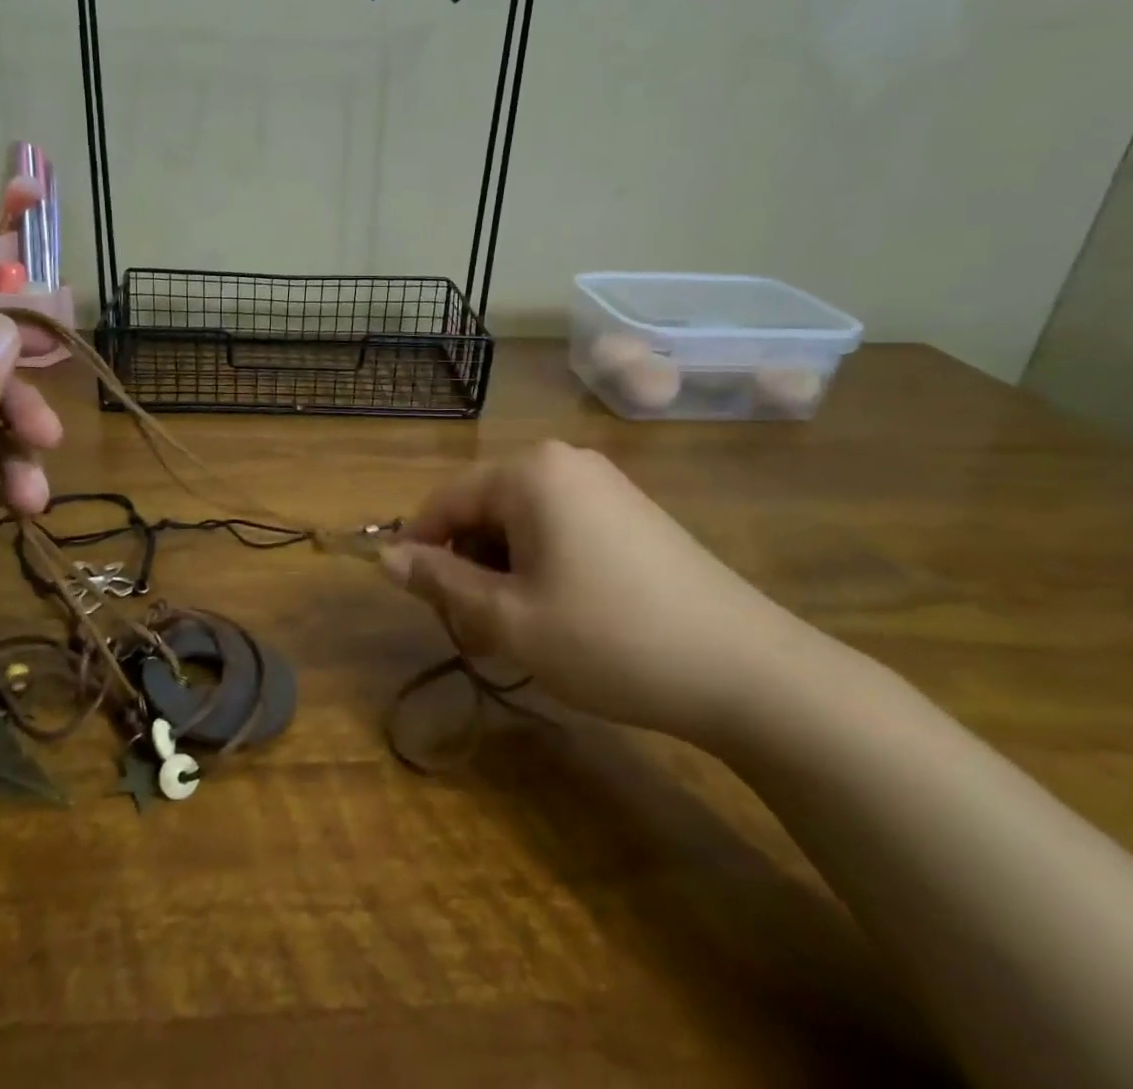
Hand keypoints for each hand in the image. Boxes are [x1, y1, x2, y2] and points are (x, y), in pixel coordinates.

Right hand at [382, 441, 811, 744]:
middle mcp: (563, 461)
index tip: (420, 602)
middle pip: (483, 507)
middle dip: (467, 565)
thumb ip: (439, 581)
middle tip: (476, 631)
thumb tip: (385, 557)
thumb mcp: (508, 618)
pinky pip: (559, 526)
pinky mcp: (630, 511)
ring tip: (518, 629)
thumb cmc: (609, 639)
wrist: (747, 670)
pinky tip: (559, 613)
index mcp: (528, 472)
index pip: (444, 500)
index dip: (419, 549)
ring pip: (520, 521)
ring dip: (502, 571)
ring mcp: (603, 483)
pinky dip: (541, 565)